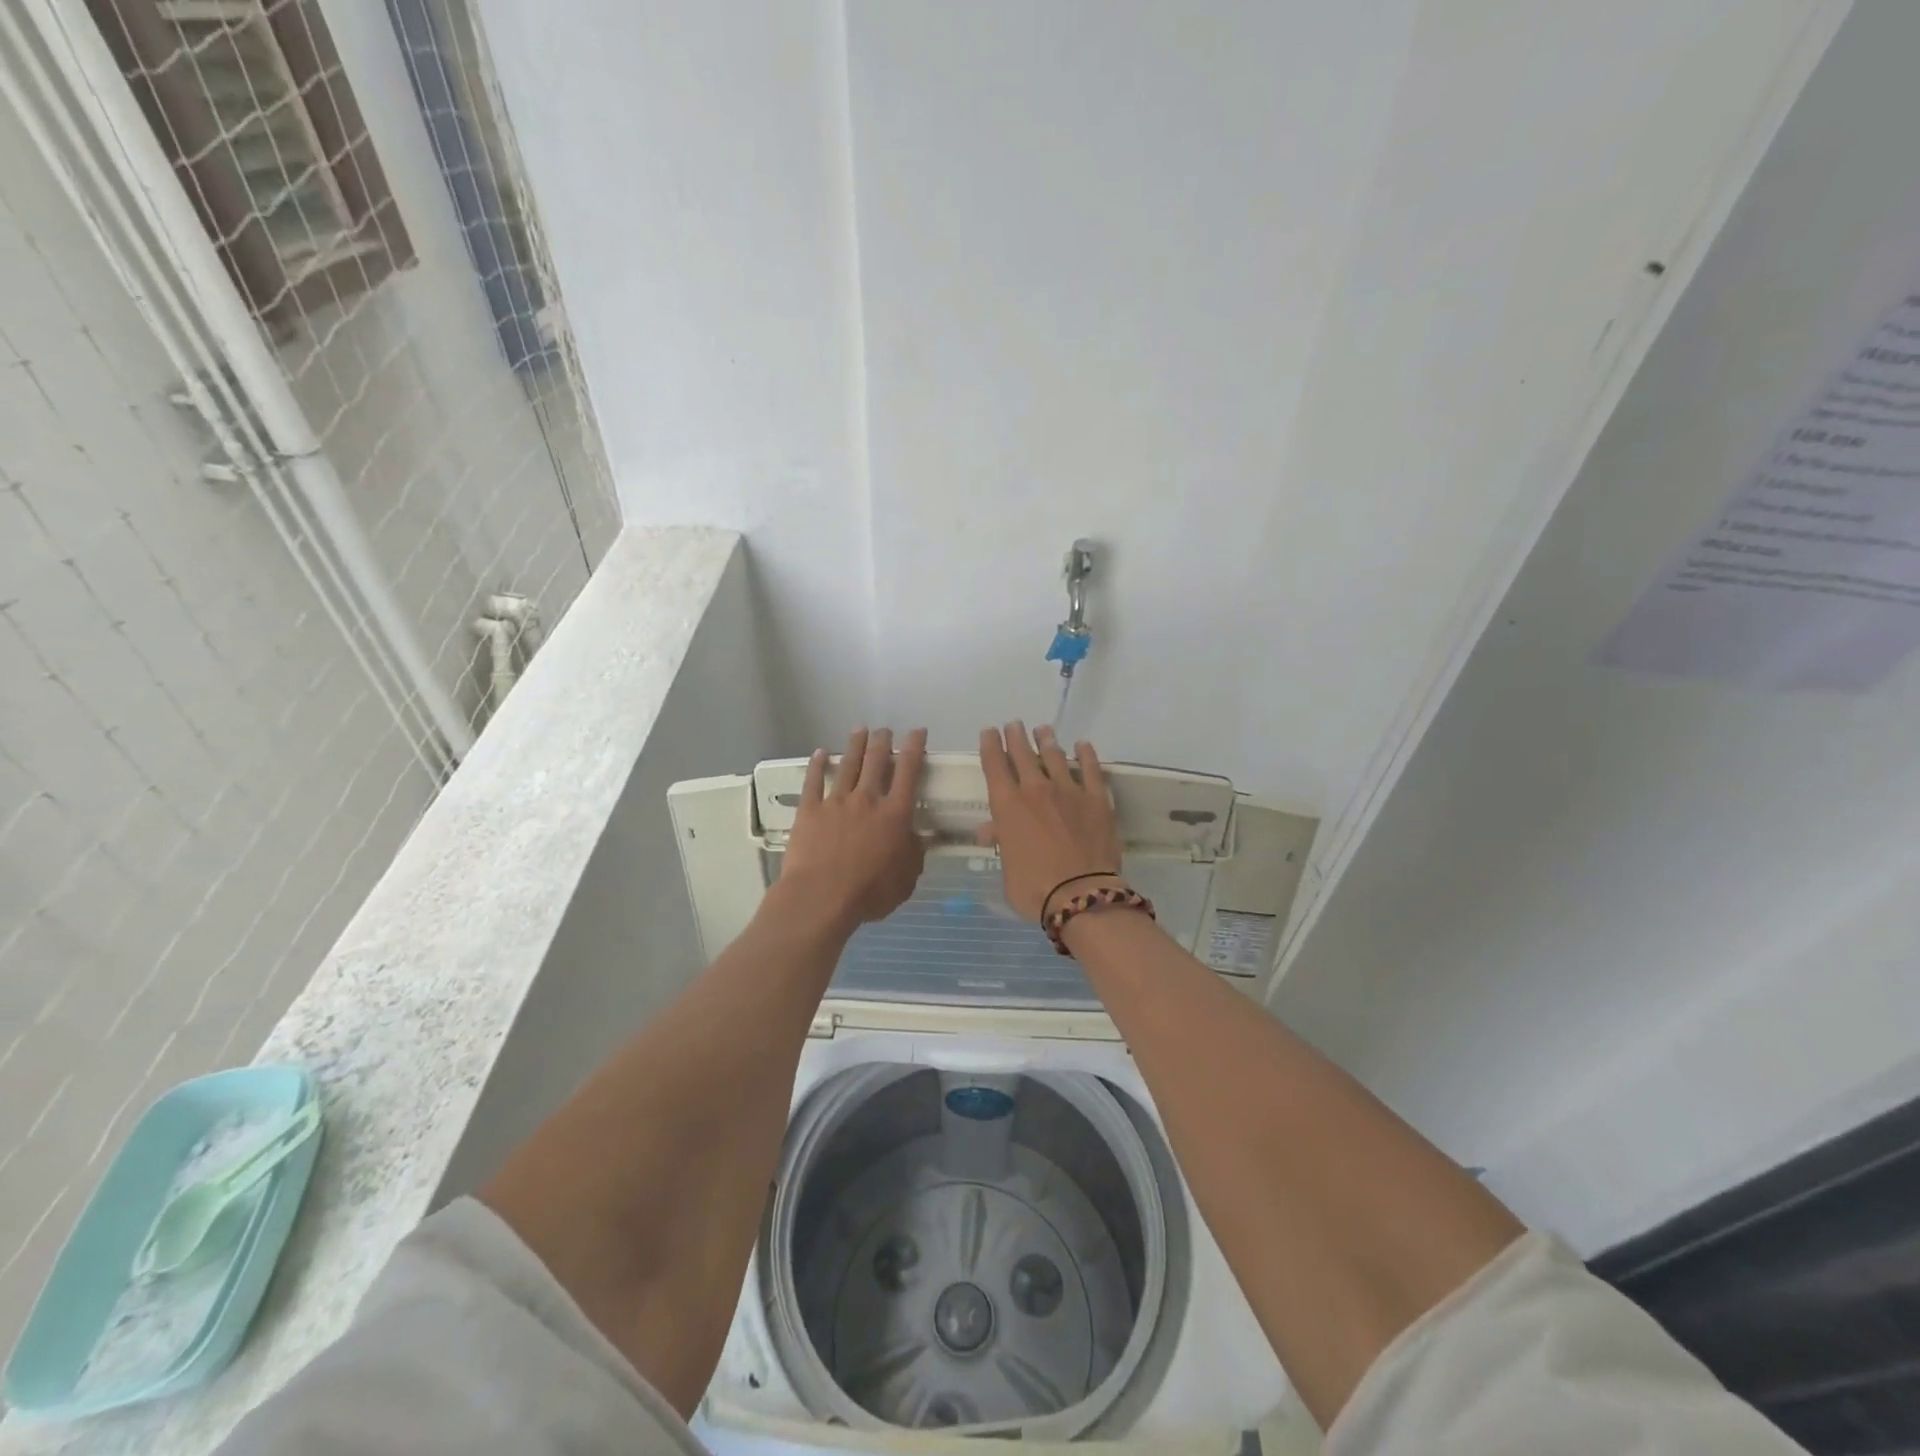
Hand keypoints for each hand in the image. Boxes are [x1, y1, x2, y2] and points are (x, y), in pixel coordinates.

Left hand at [781, 728, 928, 926]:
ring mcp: (836, 802)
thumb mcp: (906, 878)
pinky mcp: (810, 811)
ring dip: (855, 745)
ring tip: (860, 729)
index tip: (918, 732)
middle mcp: (867, 800)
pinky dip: (817, 765)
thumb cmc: (869, 892)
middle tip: (885, 730)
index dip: (915, 748)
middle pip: (876, 762)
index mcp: (895, 814)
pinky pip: (813, 781)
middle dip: (882, 742)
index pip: (909, 772)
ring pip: (848, 765)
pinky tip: (820, 753)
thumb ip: (914, 853)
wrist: (821, 896)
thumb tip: (918, 837)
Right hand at [978, 722, 1122, 921]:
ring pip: (1054, 755)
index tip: (989, 732)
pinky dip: (1085, 754)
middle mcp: (1035, 789)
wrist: (1081, 895)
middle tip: (1014, 724)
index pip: (994, 765)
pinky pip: (1091, 768)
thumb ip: (1002, 842)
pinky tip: (1082, 745)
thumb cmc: (1035, 888)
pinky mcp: (1097, 798)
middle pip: (1023, 754)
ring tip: (1043, 729)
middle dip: (1016, 736)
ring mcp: (1068, 790)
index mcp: (1007, 805)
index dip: (990, 745)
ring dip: (1046, 740)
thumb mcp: (1007, 868)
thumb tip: (991, 830)